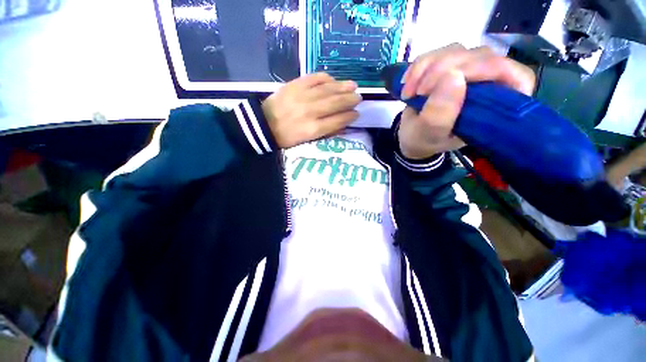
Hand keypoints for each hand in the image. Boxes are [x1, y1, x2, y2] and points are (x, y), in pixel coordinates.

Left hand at [262, 73, 361, 148]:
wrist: (264, 125)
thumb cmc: (287, 138)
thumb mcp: (306, 141)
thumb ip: (325, 133)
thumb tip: (342, 125)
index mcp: (313, 129)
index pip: (337, 121)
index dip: (349, 116)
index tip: (356, 113)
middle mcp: (310, 111)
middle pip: (335, 103)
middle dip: (350, 100)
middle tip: (359, 97)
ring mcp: (302, 96)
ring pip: (327, 89)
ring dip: (342, 87)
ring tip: (353, 85)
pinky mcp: (294, 85)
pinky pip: (314, 78)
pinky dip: (325, 78)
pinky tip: (333, 79)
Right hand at [397, 43, 535, 158]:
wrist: (411, 136)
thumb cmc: (423, 140)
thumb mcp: (428, 134)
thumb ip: (439, 115)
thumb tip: (453, 77)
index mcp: (494, 108)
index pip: (515, 77)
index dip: (490, 70)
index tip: (454, 81)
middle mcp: (488, 85)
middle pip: (480, 57)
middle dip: (443, 70)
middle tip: (418, 92)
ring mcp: (468, 72)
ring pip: (457, 51)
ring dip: (426, 68)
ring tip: (408, 92)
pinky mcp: (450, 67)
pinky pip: (438, 53)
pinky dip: (419, 65)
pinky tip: (407, 82)